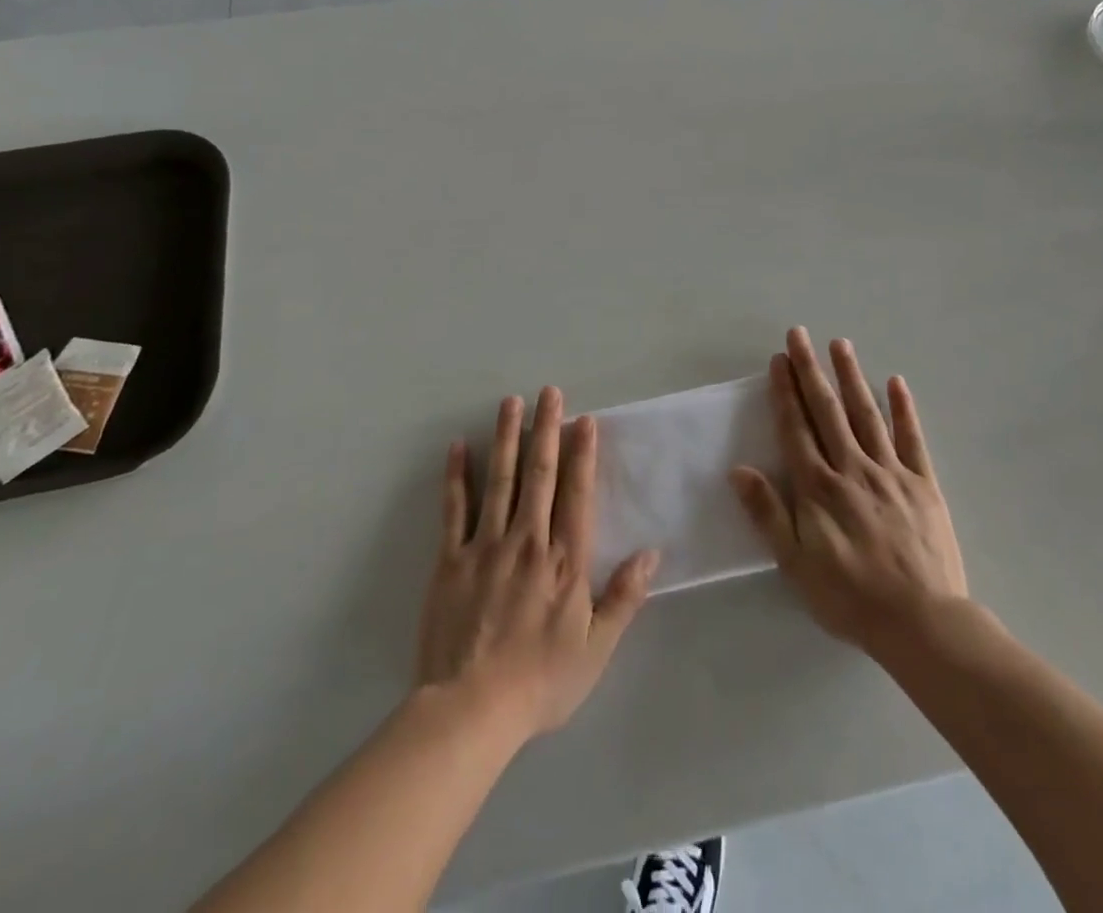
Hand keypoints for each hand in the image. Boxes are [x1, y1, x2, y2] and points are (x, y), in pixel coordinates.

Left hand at [416, 387, 658, 742]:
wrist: (471, 711)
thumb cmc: (540, 682)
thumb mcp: (596, 648)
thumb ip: (624, 597)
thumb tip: (651, 553)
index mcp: (564, 560)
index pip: (577, 493)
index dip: (582, 454)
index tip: (584, 420)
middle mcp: (528, 540)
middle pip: (539, 474)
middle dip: (546, 429)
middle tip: (549, 391)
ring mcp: (486, 546)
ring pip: (500, 480)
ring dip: (507, 437)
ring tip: (511, 402)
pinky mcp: (450, 559)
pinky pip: (454, 509)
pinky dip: (456, 476)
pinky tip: (458, 446)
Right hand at [731, 328, 969, 657]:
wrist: (921, 622)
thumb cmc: (850, 596)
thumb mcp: (795, 563)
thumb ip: (768, 513)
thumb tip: (739, 470)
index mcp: (818, 486)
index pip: (796, 428)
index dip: (785, 392)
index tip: (779, 360)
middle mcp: (851, 468)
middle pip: (827, 410)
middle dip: (810, 370)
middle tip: (799, 335)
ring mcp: (890, 472)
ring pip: (866, 414)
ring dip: (851, 376)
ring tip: (840, 344)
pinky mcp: (923, 484)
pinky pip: (911, 439)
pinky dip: (903, 409)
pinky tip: (896, 382)